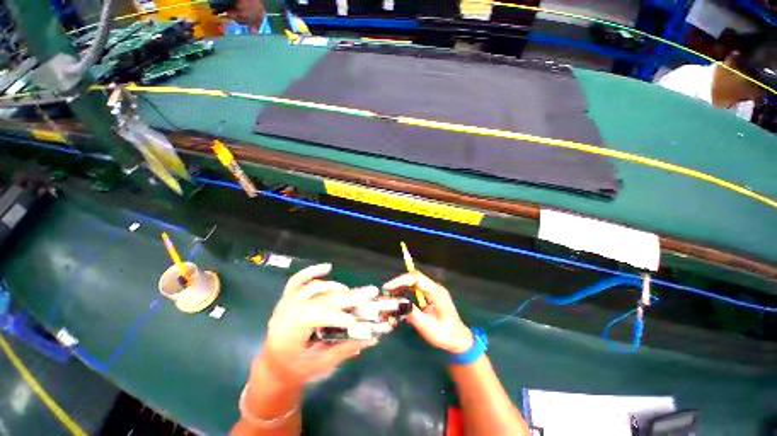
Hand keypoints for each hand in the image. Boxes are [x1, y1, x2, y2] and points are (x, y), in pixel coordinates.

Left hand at [259, 263, 376, 386]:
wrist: (274, 365)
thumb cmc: (296, 368)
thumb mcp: (320, 365)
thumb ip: (345, 349)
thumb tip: (371, 338)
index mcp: (291, 332)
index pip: (318, 317)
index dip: (338, 317)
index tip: (356, 320)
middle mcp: (288, 312)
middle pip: (322, 299)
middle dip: (347, 297)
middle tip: (368, 293)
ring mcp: (287, 302)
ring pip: (314, 288)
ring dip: (335, 288)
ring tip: (350, 292)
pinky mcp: (288, 297)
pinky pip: (298, 280)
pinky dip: (312, 271)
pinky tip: (327, 267)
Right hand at [383, 271, 473, 353]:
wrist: (458, 339)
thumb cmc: (445, 334)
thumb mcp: (429, 327)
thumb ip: (413, 314)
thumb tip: (397, 303)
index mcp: (437, 292)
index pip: (417, 278)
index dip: (401, 280)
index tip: (388, 287)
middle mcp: (434, 288)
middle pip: (414, 278)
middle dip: (398, 283)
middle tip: (385, 292)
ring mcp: (432, 291)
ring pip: (413, 282)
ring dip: (400, 287)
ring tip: (388, 295)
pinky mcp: (429, 295)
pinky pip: (414, 288)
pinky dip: (404, 291)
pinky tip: (397, 297)